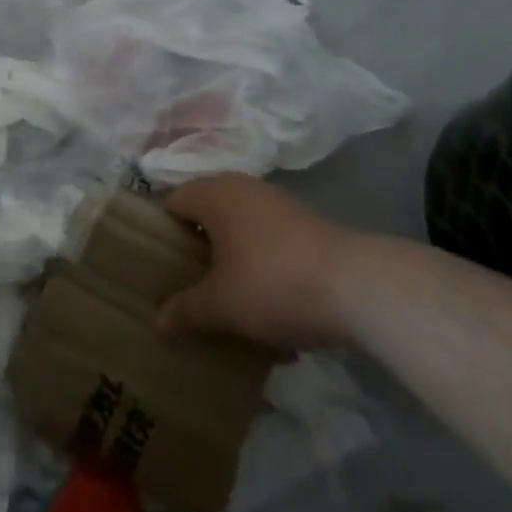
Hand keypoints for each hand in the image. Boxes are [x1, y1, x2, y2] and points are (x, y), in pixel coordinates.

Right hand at [158, 174, 362, 350]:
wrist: (356, 285)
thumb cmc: (272, 282)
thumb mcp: (222, 305)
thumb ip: (186, 311)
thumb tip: (158, 323)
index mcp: (214, 194)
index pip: (172, 202)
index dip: (159, 232)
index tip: (155, 267)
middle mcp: (242, 188)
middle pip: (206, 216)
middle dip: (196, 253)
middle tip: (186, 288)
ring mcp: (277, 204)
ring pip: (240, 232)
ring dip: (231, 265)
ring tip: (227, 306)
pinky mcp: (305, 226)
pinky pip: (268, 244)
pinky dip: (262, 270)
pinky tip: (271, 312)